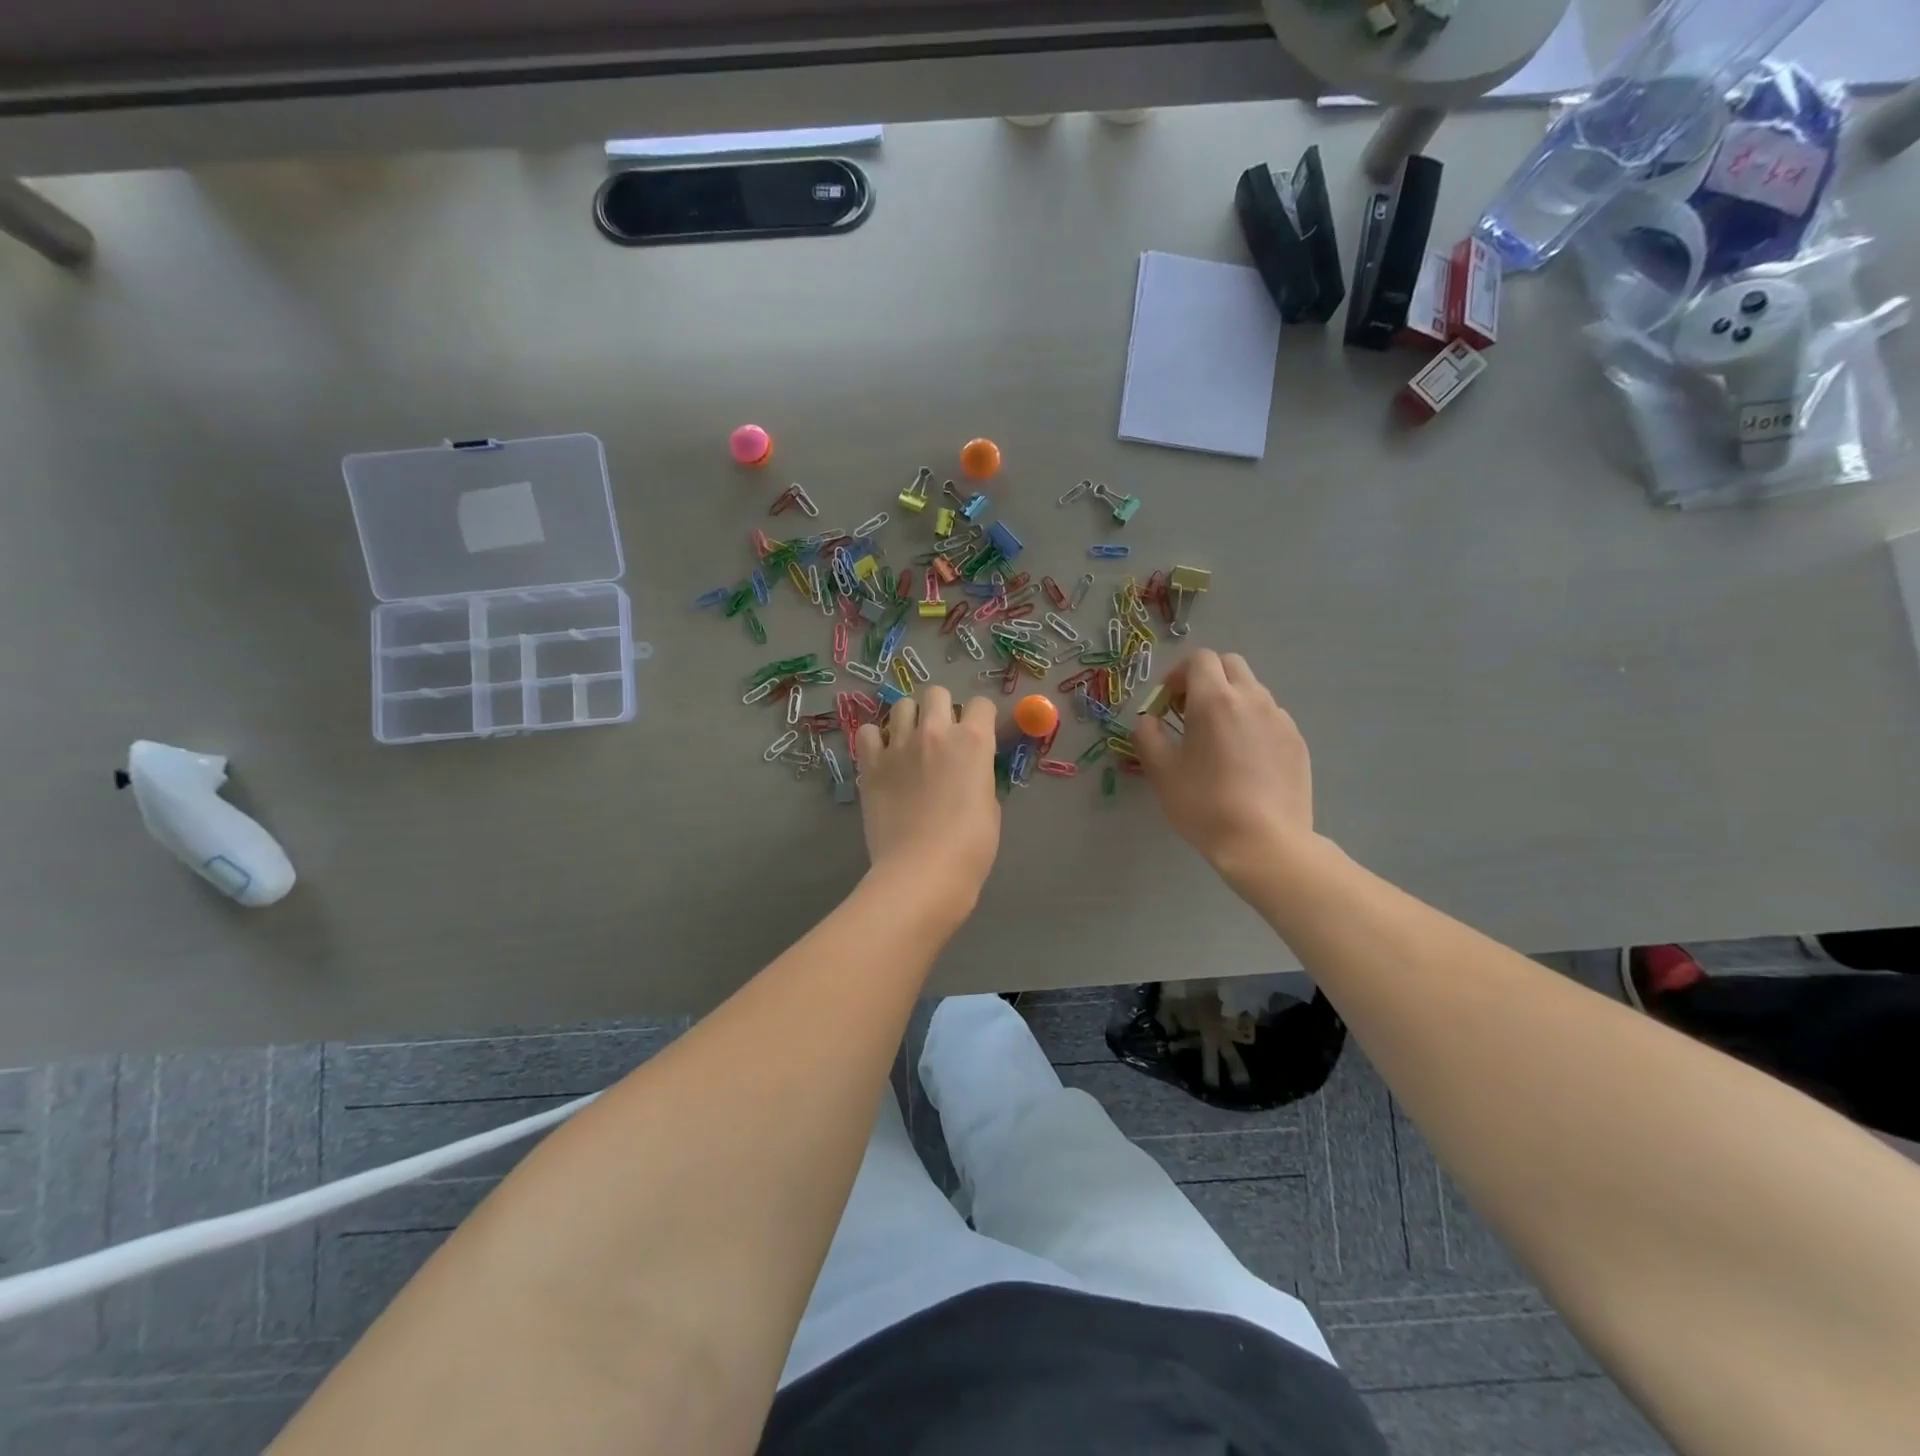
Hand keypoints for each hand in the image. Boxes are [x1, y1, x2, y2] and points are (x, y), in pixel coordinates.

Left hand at [854, 686, 1000, 899]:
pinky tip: (882, 757)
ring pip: (901, 706)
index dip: (981, 718)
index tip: (978, 735)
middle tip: (941, 737)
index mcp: (973, 742)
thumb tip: (967, 772)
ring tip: (909, 743)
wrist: (922, 871)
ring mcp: (898, 745)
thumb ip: (978, 777)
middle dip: (942, 709)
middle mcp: (936, 732)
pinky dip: (874, 739)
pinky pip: (866, 731)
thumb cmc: (969, 847)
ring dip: (909, 719)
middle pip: (937, 693)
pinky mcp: (870, 763)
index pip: (981, 704)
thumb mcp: (990, 807)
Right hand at [1133, 650, 1314, 888]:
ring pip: (1252, 690)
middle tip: (1190, 713)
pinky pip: (1270, 717)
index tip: (1168, 703)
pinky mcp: (1297, 741)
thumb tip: (1148, 720)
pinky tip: (1244, 761)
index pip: (1199, 659)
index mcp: (1215, 700)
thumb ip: (1147, 736)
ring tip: (1218, 740)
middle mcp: (1252, 698)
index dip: (1179, 674)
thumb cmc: (1204, 804)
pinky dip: (1252, 723)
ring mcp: (1280, 719)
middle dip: (1207, 679)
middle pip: (1230, 665)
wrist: (1264, 842)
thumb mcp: (1161, 772)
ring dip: (1230, 700)